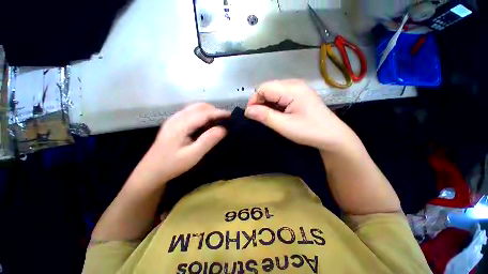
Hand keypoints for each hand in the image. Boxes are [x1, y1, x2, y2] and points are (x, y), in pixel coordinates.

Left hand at [135, 103, 229, 185]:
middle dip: (214, 110)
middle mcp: (176, 117)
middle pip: (199, 106)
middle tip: (225, 120)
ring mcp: (174, 119)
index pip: (204, 113)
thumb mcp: (193, 155)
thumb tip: (223, 129)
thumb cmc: (172, 165)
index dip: (219, 113)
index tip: (231, 116)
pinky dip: (202, 114)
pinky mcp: (174, 123)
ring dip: (208, 111)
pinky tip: (206, 123)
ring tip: (218, 121)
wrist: (151, 171)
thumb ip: (208, 140)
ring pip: (195, 108)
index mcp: (180, 124)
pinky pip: (191, 112)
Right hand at [245, 80, 358, 151]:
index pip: (263, 88)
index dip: (254, 100)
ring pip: (273, 92)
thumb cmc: (309, 131)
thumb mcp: (284, 125)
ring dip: (267, 104)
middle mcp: (294, 84)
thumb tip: (247, 110)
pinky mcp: (299, 94)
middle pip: (268, 88)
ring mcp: (297, 88)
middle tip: (259, 118)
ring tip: (268, 117)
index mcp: (291, 89)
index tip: (251, 115)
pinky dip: (274, 105)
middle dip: (260, 102)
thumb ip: (265, 116)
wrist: (332, 136)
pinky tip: (277, 114)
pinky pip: (280, 96)